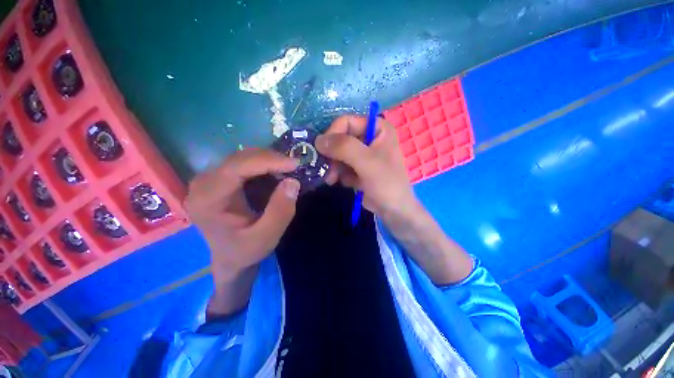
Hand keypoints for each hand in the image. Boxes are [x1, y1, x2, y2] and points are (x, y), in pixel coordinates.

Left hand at [185, 148, 299, 278]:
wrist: (229, 258)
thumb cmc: (245, 251)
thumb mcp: (267, 237)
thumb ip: (280, 212)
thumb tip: (292, 182)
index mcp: (207, 200)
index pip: (236, 168)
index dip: (267, 161)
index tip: (294, 164)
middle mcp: (202, 184)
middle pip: (238, 158)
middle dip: (270, 158)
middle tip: (294, 166)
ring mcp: (208, 179)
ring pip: (241, 157)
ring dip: (267, 160)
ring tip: (287, 168)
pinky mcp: (218, 179)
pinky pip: (242, 163)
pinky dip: (262, 164)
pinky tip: (275, 171)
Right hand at [317, 115, 472, 284]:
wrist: (394, 210)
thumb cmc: (386, 184)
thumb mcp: (367, 163)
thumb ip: (344, 147)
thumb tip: (319, 140)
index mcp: (378, 128)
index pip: (346, 122)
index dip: (332, 134)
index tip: (323, 151)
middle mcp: (370, 137)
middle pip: (341, 138)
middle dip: (332, 155)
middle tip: (328, 169)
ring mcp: (364, 153)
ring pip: (339, 153)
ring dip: (334, 166)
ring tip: (332, 179)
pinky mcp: (359, 167)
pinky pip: (342, 165)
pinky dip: (340, 174)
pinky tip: (344, 183)